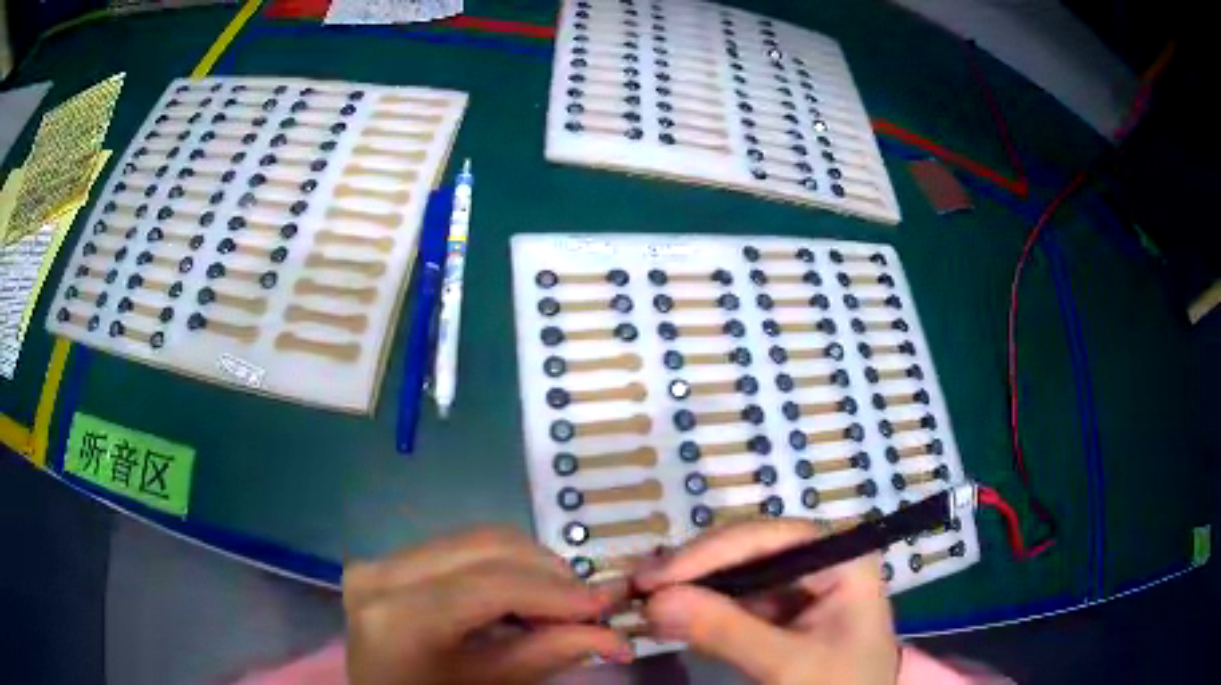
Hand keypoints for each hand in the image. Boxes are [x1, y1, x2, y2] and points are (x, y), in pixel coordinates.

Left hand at [343, 527, 632, 684]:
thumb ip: (551, 653)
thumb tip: (615, 636)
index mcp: (399, 617)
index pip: (492, 585)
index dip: (556, 592)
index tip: (604, 605)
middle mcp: (380, 573)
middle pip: (485, 546)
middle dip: (548, 572)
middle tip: (586, 604)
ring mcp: (378, 562)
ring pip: (474, 539)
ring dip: (527, 565)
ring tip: (556, 601)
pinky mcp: (385, 560)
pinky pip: (456, 548)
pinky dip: (500, 566)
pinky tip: (519, 595)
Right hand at [634, 519, 898, 684]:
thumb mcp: (788, 666)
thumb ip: (726, 632)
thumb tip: (653, 600)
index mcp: (843, 560)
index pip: (770, 538)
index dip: (710, 552)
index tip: (655, 577)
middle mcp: (821, 560)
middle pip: (749, 548)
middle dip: (694, 569)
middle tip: (638, 589)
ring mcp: (801, 584)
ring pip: (736, 571)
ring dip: (691, 587)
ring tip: (645, 601)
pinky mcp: (782, 608)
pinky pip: (735, 597)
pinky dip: (700, 607)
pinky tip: (671, 615)